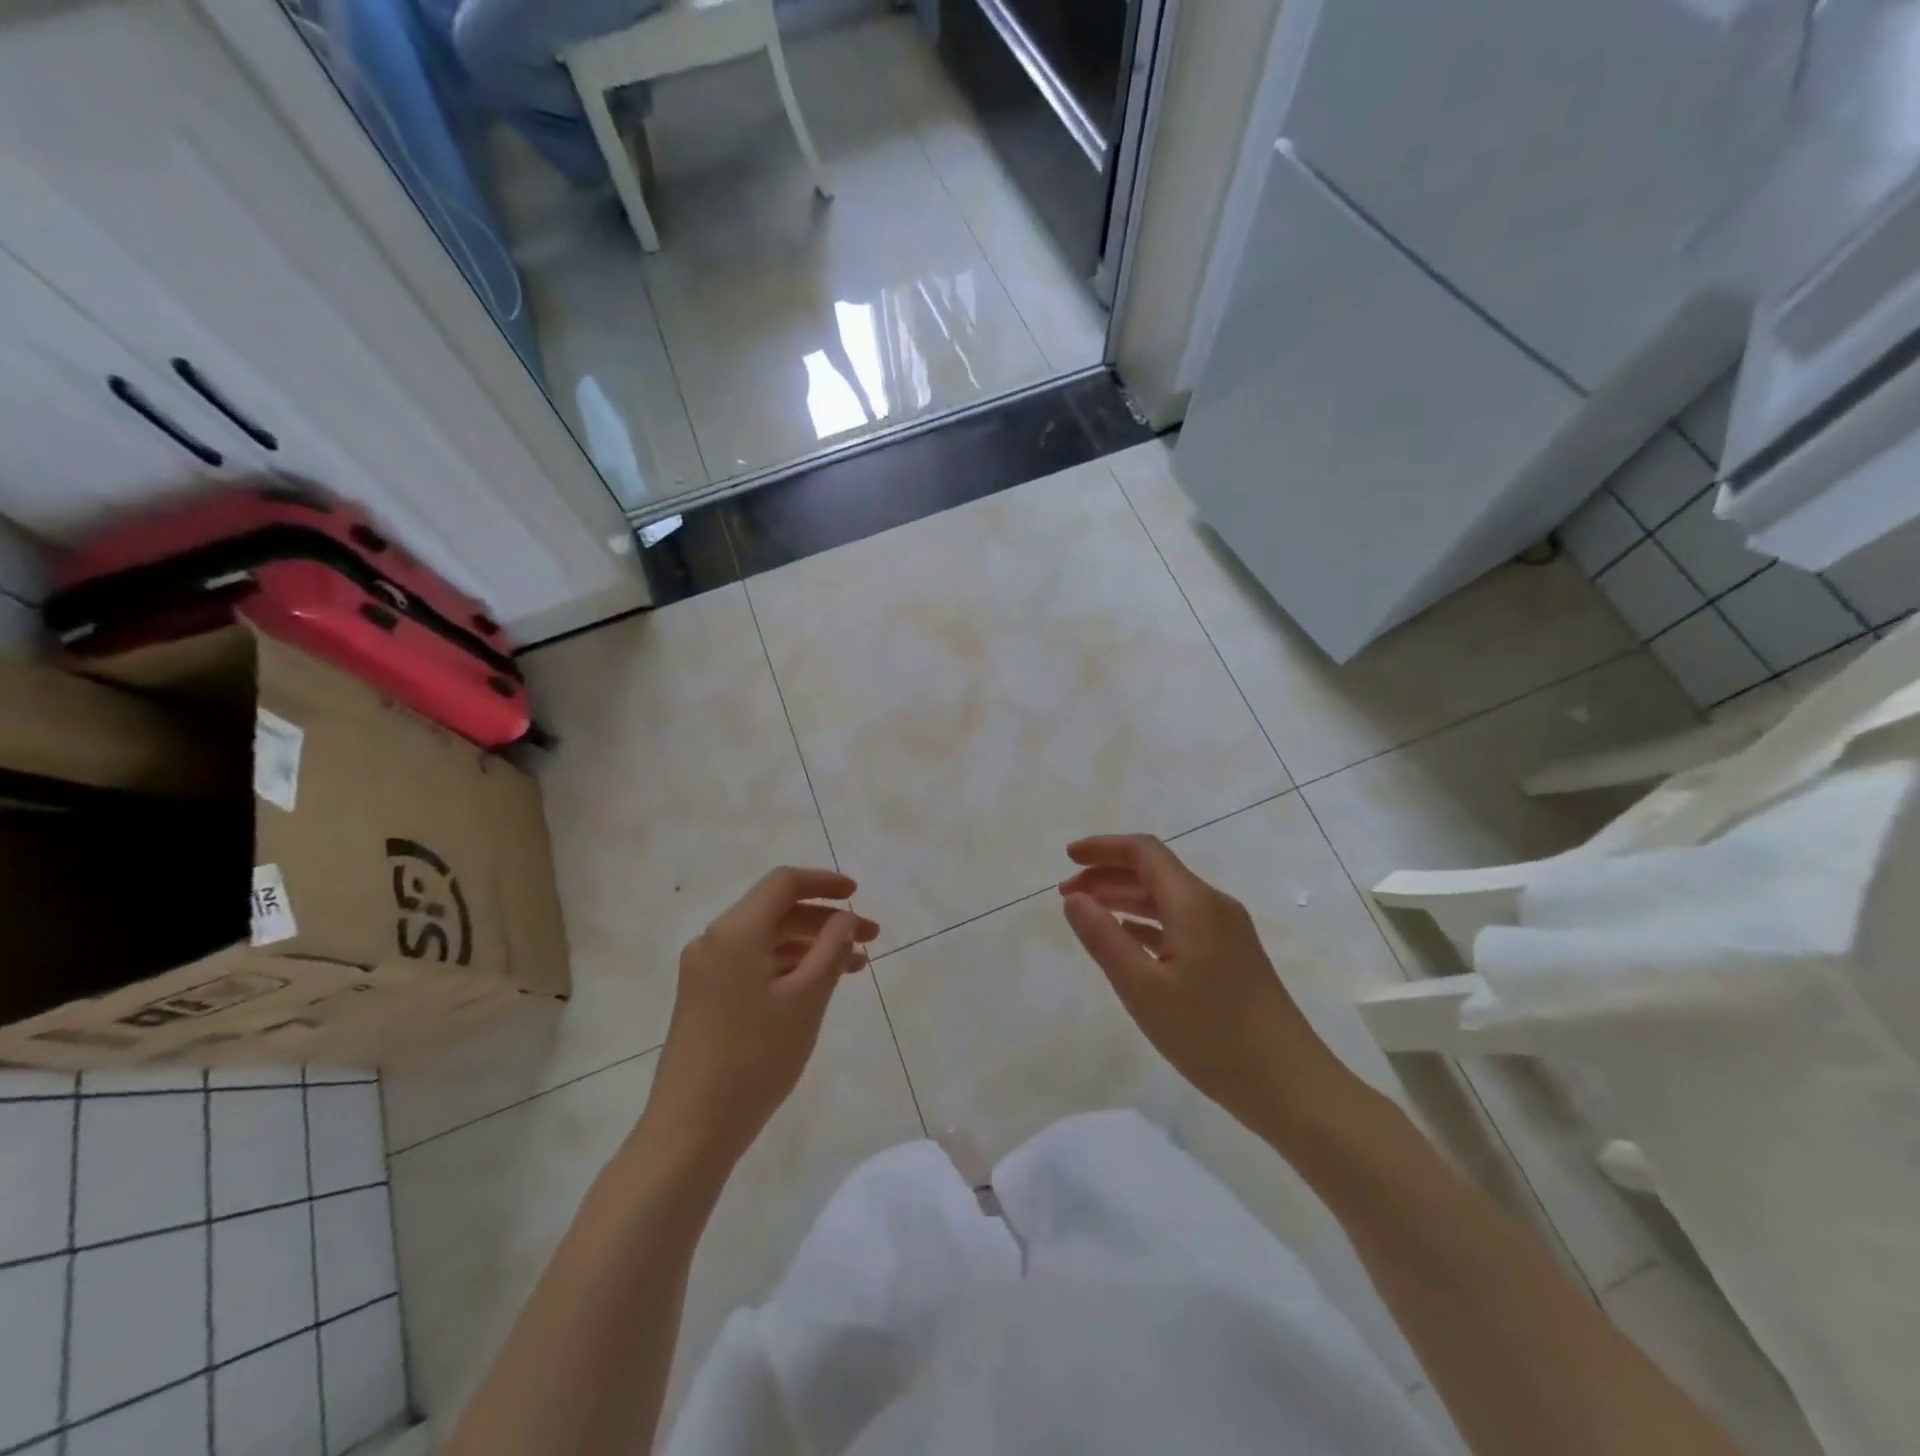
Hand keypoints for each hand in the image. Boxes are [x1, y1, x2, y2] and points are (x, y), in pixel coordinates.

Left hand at [641, 867, 877, 1169]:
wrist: (690, 1129)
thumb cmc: (755, 1057)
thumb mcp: (807, 999)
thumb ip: (831, 949)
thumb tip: (844, 918)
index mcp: (735, 931)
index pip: (784, 883)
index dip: (824, 882)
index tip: (857, 894)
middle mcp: (714, 940)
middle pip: (777, 911)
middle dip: (826, 920)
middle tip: (871, 938)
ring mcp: (705, 970)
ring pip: (767, 940)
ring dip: (811, 946)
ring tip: (856, 967)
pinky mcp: (704, 997)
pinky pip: (753, 964)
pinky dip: (788, 966)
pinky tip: (817, 986)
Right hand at [1059, 835, 1350, 1142]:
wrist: (1290, 1086)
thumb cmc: (1210, 1035)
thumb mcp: (1143, 989)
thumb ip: (1103, 938)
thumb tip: (1074, 899)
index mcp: (1194, 903)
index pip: (1144, 852)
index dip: (1103, 848)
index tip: (1068, 858)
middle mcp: (1213, 906)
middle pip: (1155, 872)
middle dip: (1108, 875)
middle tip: (1066, 894)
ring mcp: (1227, 932)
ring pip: (1167, 899)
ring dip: (1125, 899)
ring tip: (1088, 914)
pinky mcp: (1232, 957)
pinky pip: (1181, 923)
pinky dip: (1147, 922)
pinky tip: (1127, 940)